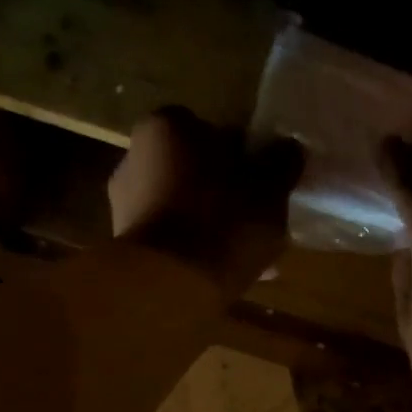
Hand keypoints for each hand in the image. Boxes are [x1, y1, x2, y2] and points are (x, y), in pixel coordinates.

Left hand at [109, 108, 302, 295]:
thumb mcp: (269, 190)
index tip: (264, 184)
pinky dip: (195, 253)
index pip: (213, 131)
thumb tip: (287, 148)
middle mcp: (134, 157)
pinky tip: (224, 276)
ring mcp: (124, 204)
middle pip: (195, 173)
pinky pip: (171, 242)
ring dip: (212, 228)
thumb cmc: (222, 222)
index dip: (244, 158)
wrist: (170, 285)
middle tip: (258, 221)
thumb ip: (281, 163)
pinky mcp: (126, 247)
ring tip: (248, 257)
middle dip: (226, 195)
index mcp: (167, 126)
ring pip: (183, 210)